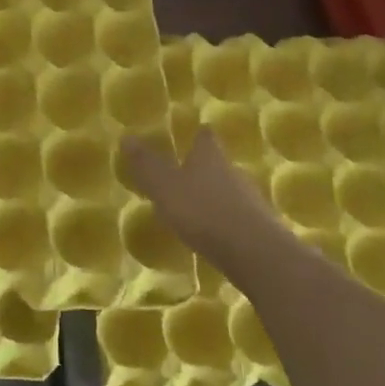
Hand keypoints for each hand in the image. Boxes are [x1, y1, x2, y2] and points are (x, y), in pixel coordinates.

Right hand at [120, 129, 290, 274]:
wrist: (254, 253)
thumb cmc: (203, 211)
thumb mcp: (165, 187)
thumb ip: (146, 165)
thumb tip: (126, 136)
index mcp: (210, 157)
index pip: (205, 137)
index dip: (198, 134)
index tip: (194, 132)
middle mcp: (232, 172)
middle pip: (218, 163)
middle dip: (204, 167)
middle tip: (185, 172)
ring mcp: (249, 200)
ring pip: (229, 190)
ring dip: (214, 195)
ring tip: (195, 206)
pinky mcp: (258, 227)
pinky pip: (236, 216)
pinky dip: (224, 220)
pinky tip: (213, 232)